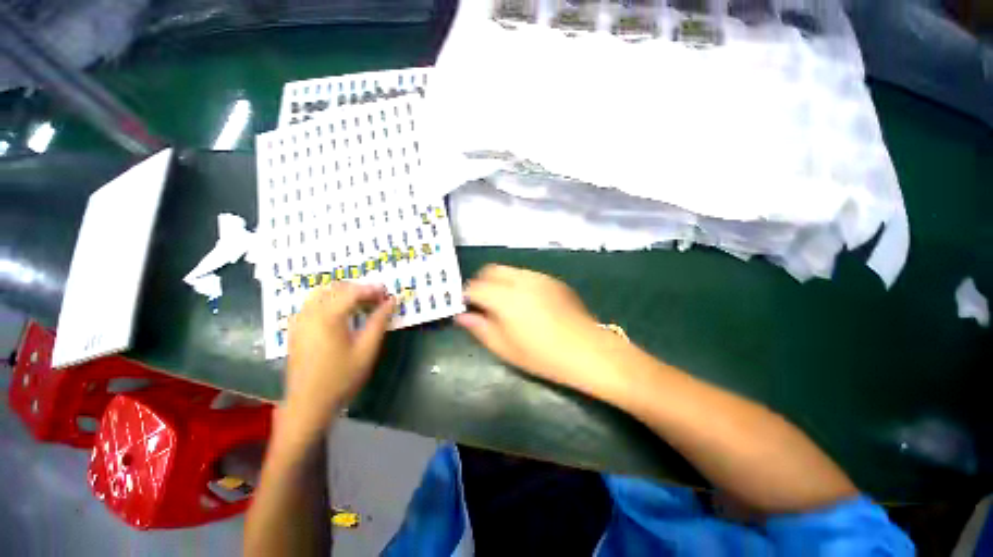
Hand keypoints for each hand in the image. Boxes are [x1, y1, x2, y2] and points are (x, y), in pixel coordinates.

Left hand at [282, 282, 394, 438]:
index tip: (388, 294)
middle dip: (358, 289)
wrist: (308, 404)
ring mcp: (299, 320)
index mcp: (328, 317)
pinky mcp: (295, 329)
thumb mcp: (366, 350)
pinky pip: (312, 303)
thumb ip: (379, 322)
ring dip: (343, 293)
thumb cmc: (341, 378)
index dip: (372, 289)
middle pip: (335, 287)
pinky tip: (342, 314)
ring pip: (322, 292)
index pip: (352, 291)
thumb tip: (391, 301)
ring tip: (361, 305)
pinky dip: (330, 300)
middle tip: (377, 300)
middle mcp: (310, 313)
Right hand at [456, 265, 624, 395]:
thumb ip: (480, 328)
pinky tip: (526, 302)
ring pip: (508, 270)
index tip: (466, 308)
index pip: (475, 287)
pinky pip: (526, 275)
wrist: (588, 350)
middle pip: (490, 270)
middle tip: (483, 303)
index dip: (466, 296)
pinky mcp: (552, 280)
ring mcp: (539, 277)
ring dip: (499, 281)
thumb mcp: (505, 348)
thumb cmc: (543, 356)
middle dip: (481, 283)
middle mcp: (520, 280)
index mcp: (505, 298)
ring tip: (504, 302)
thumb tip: (462, 316)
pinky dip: (517, 282)